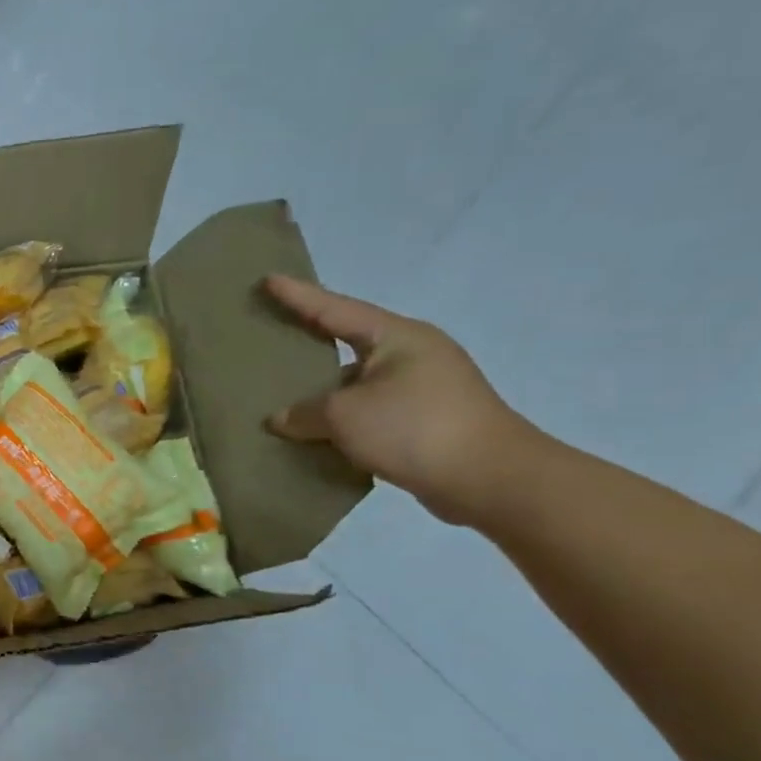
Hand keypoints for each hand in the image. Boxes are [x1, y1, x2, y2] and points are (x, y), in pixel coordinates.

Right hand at [263, 275, 546, 525]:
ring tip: (281, 395)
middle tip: (271, 332)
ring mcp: (423, 389)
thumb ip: (303, 413)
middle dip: (310, 340)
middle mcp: (414, 355)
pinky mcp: (425, 422)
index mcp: (398, 338)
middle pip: (347, 342)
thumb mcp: (343, 416)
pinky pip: (368, 410)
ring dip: (323, 390)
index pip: (335, 309)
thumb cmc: (414, 428)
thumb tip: (281, 419)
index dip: (298, 296)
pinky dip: (341, 418)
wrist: (492, 481)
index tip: (268, 279)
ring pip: (356, 382)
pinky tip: (314, 433)